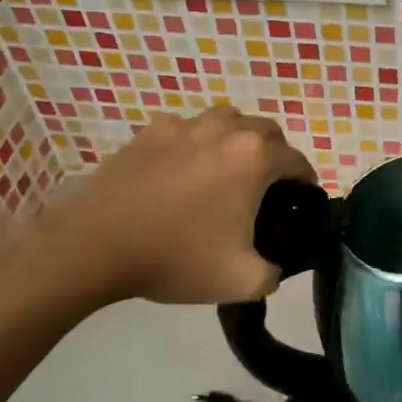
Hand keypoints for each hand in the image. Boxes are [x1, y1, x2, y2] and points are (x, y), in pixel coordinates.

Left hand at [26, 107, 317, 306]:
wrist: (95, 246)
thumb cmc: (176, 258)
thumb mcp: (242, 281)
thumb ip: (274, 273)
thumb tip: (274, 267)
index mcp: (255, 159)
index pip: (298, 161)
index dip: (306, 183)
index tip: (302, 203)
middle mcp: (225, 130)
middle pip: (266, 130)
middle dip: (276, 154)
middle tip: (267, 188)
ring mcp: (183, 126)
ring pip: (227, 120)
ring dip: (238, 139)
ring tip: (228, 171)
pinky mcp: (149, 132)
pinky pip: (186, 129)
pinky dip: (195, 143)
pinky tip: (183, 171)